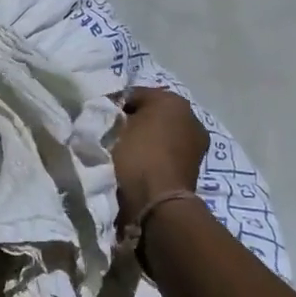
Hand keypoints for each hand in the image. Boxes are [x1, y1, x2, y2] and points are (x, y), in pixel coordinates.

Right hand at [114, 87, 208, 224]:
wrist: (158, 202)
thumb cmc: (137, 156)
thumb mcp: (118, 127)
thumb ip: (116, 114)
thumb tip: (114, 114)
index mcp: (173, 100)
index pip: (136, 94)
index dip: (115, 104)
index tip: (99, 117)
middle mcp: (190, 117)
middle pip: (153, 113)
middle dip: (134, 121)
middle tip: (112, 134)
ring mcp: (195, 144)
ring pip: (161, 133)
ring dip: (145, 139)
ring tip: (124, 152)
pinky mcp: (195, 167)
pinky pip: (167, 153)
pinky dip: (154, 156)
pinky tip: (139, 165)